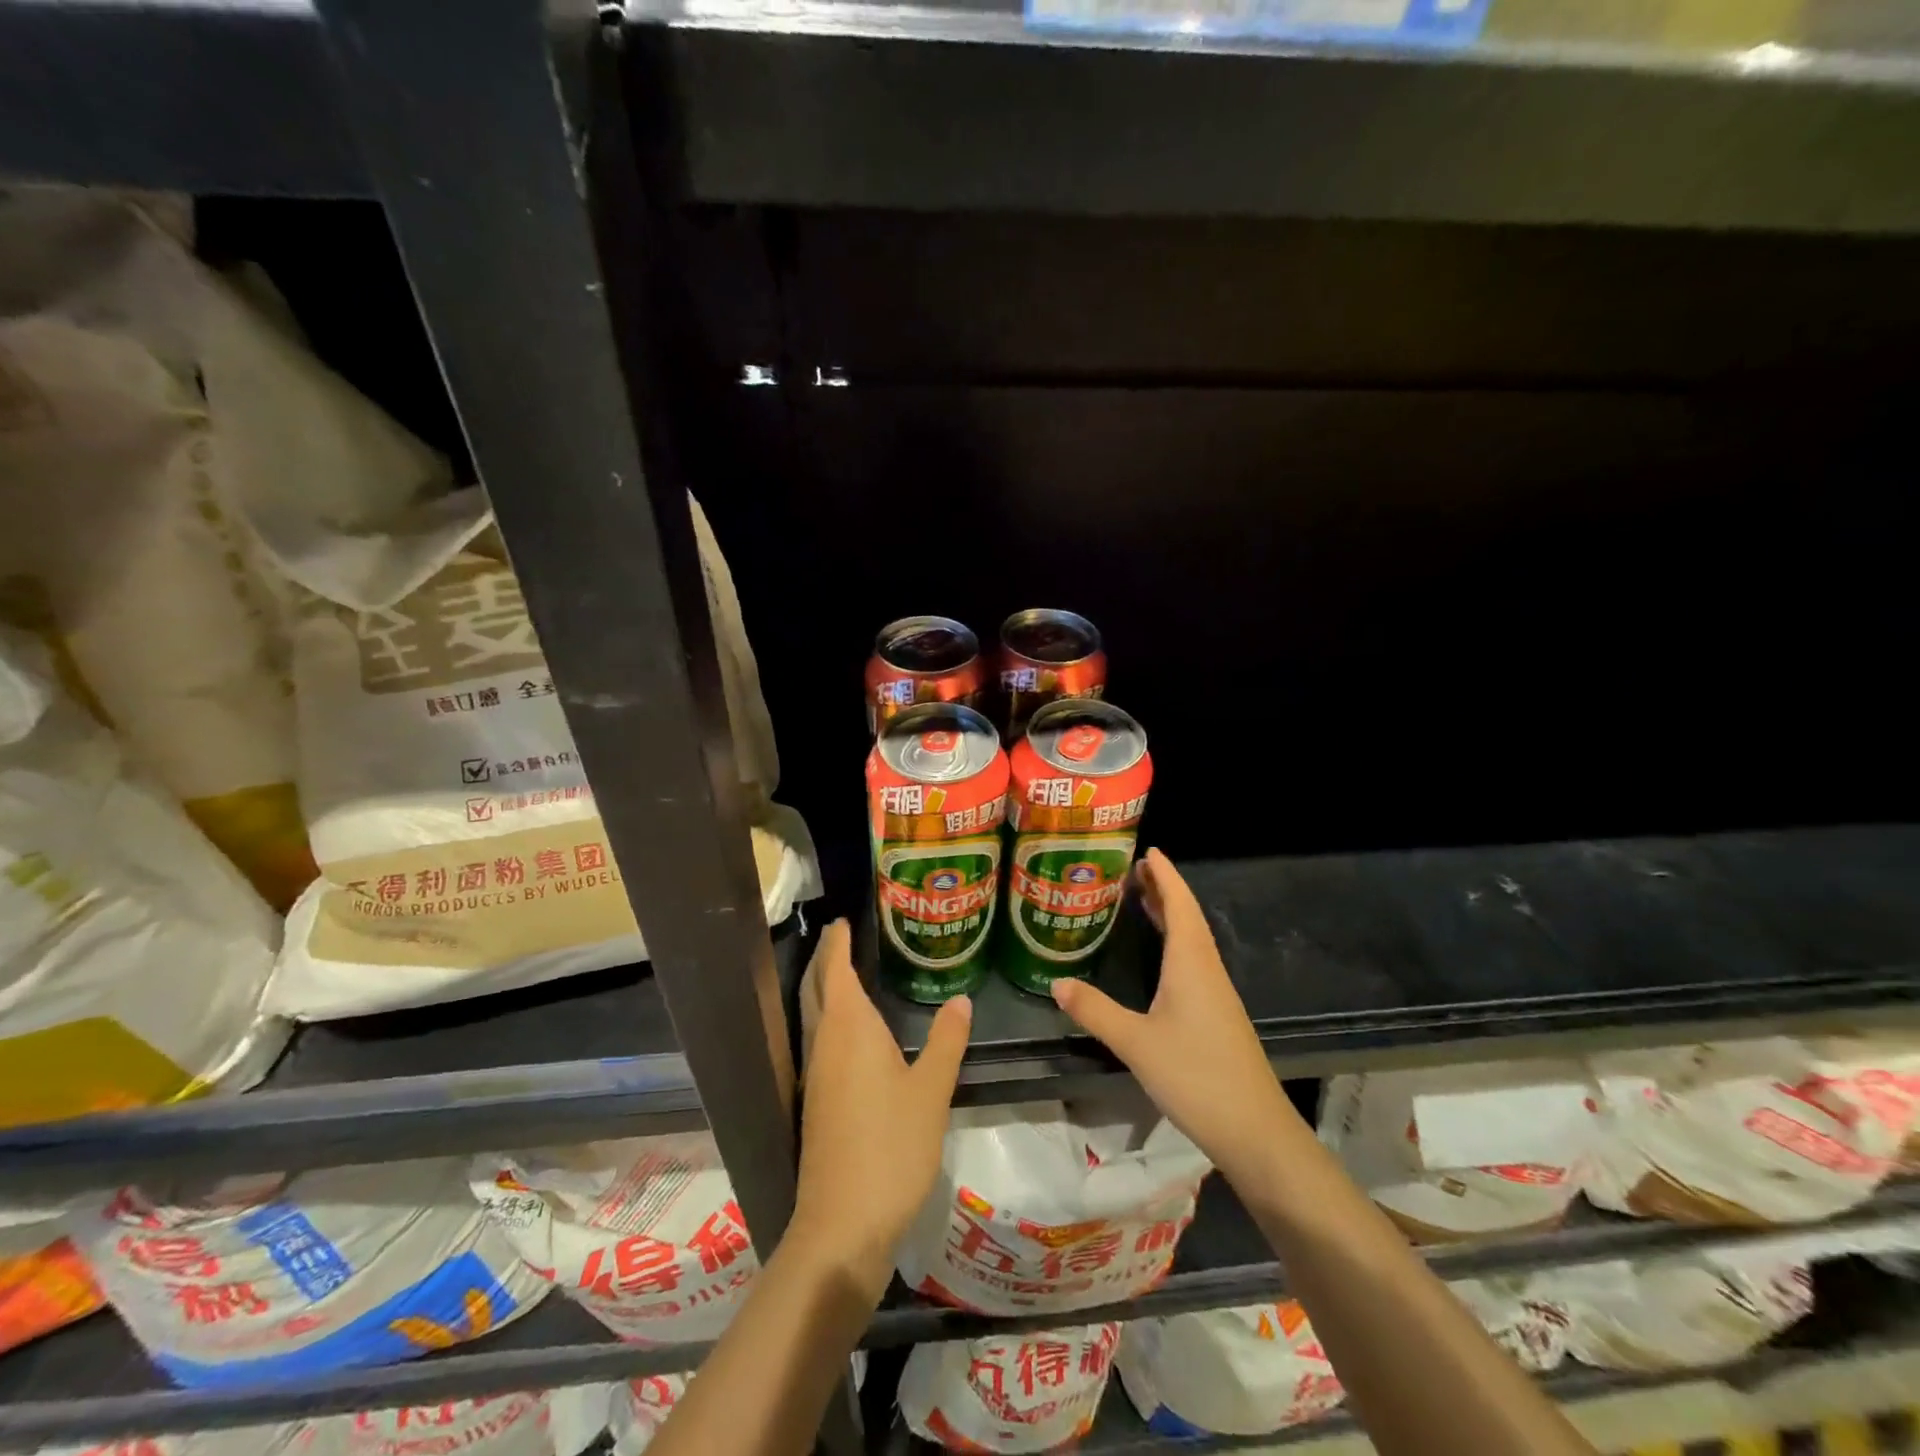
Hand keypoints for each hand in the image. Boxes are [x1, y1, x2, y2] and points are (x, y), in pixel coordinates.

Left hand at [788, 919, 970, 1297]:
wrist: (843, 1223)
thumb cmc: (891, 1145)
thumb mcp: (931, 1089)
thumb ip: (946, 1040)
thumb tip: (960, 999)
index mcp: (848, 1028)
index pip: (837, 970)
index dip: (838, 943)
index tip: (842, 920)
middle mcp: (824, 1043)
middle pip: (817, 989)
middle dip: (826, 959)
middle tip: (839, 935)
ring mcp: (815, 1075)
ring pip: (813, 1016)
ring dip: (823, 988)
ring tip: (842, 971)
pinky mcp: (815, 1102)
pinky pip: (818, 1041)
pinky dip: (827, 1018)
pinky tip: (846, 1033)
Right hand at [1051, 849, 1301, 1188]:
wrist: (1255, 1131)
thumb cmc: (1196, 1076)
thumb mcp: (1136, 1043)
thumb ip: (1095, 1010)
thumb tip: (1056, 982)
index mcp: (1191, 963)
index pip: (1179, 904)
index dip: (1164, 875)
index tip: (1147, 850)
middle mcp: (1206, 969)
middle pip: (1187, 916)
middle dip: (1163, 889)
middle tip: (1133, 870)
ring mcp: (1215, 993)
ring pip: (1191, 939)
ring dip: (1169, 915)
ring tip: (1141, 900)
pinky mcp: (1217, 1015)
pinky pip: (1193, 961)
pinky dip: (1174, 942)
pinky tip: (1160, 957)